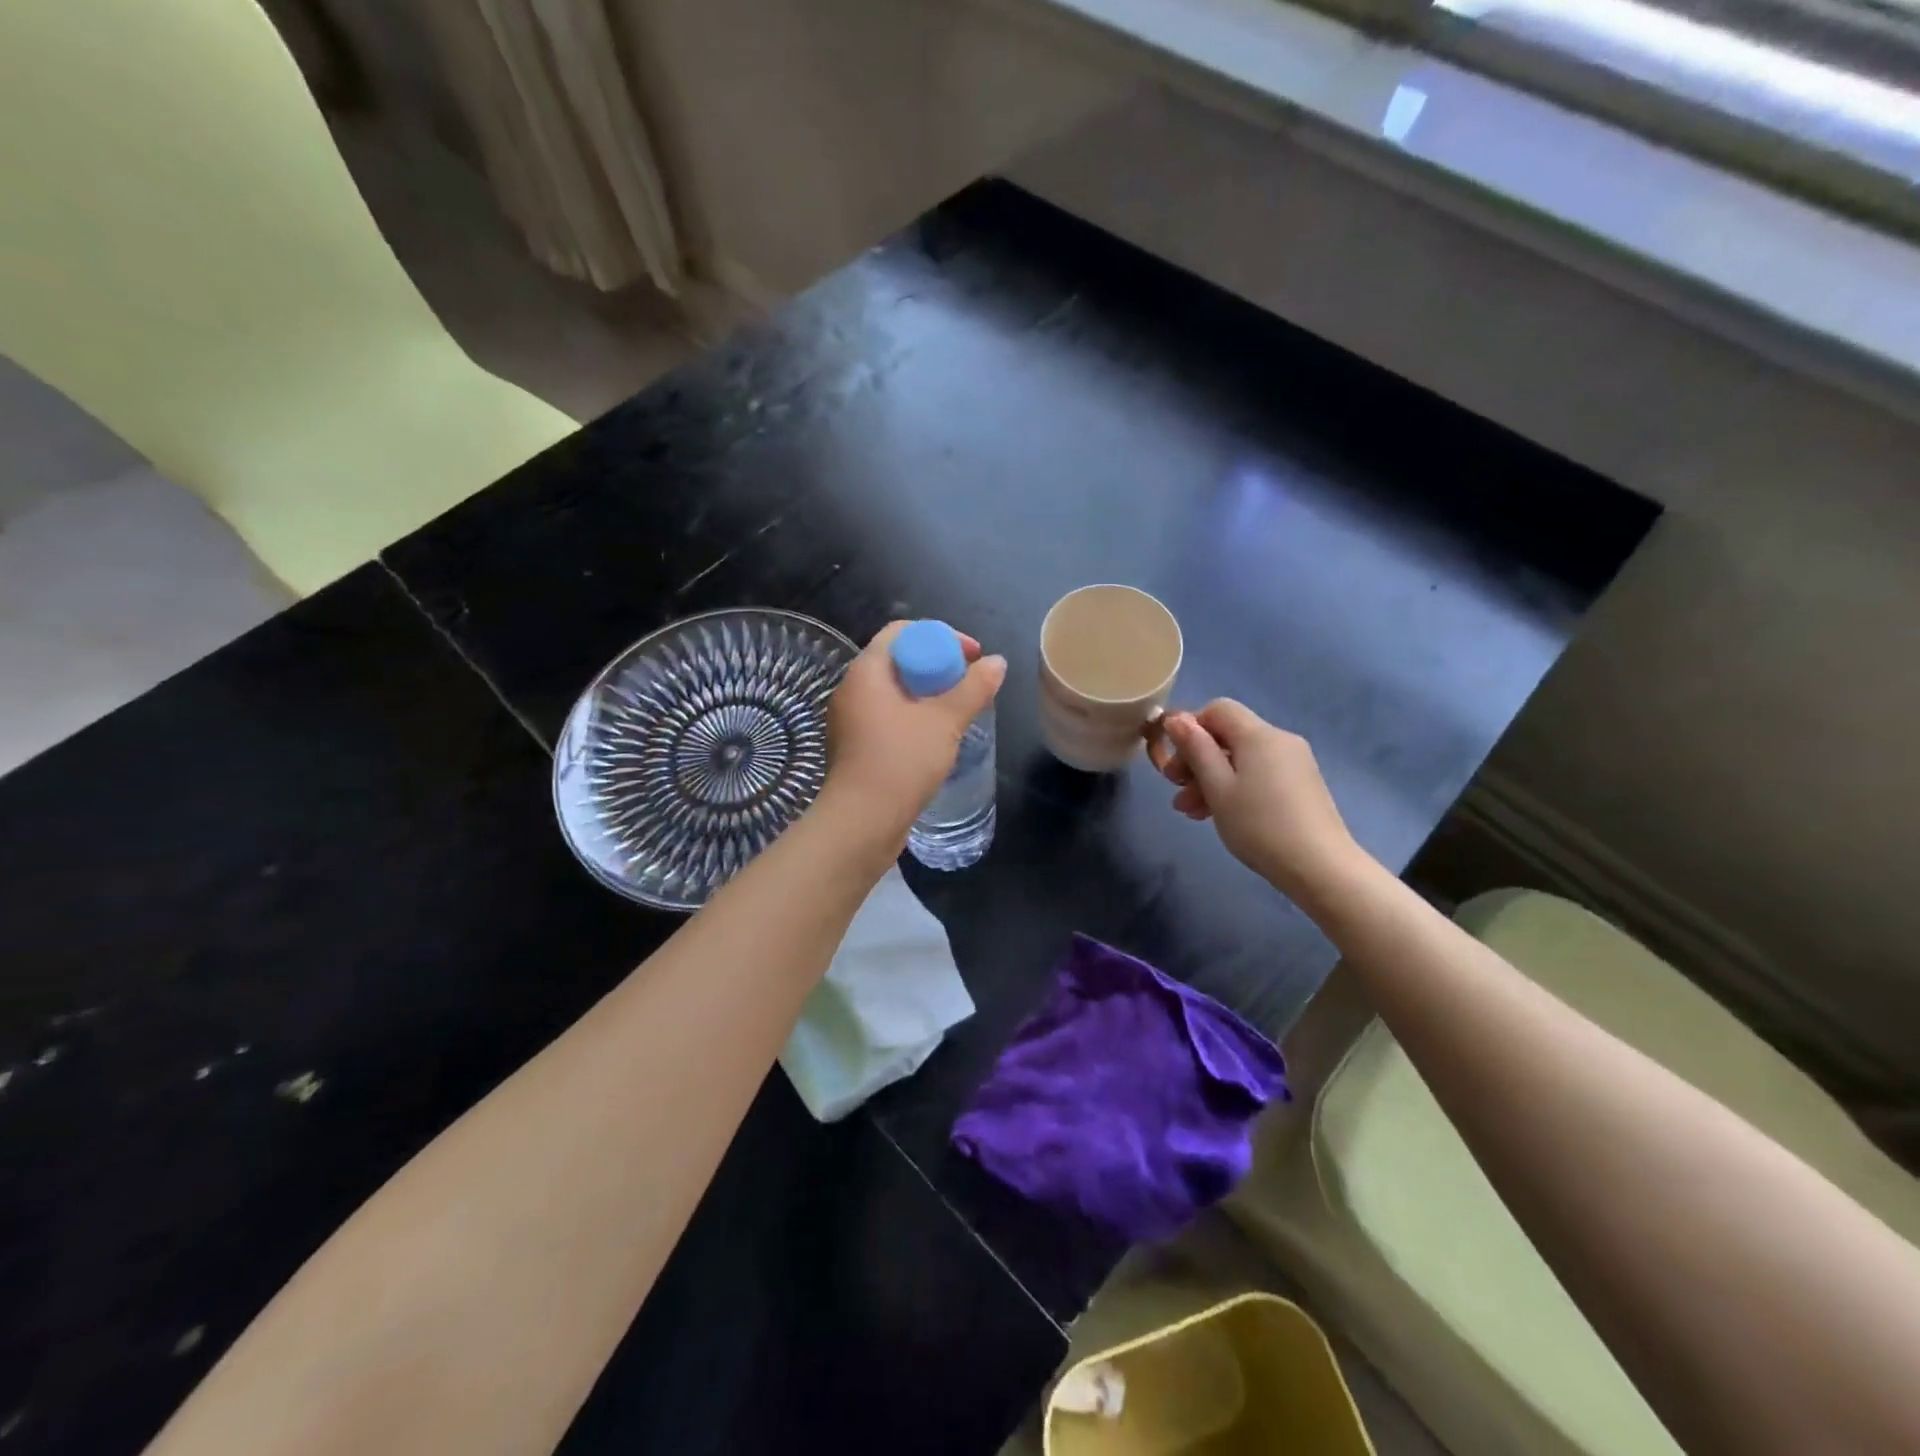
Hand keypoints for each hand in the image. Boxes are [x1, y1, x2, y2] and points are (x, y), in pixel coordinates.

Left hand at [818, 621, 1006, 845]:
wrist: (862, 822)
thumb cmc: (901, 762)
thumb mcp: (945, 721)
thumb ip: (973, 689)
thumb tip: (997, 663)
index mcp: (866, 671)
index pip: (902, 632)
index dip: (941, 636)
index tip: (971, 656)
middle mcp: (851, 689)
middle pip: (898, 661)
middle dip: (937, 667)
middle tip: (968, 685)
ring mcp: (849, 720)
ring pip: (893, 693)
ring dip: (926, 695)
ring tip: (957, 712)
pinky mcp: (854, 747)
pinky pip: (886, 717)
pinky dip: (912, 717)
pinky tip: (935, 739)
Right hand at [1154, 699, 1371, 905]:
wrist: (1320, 867)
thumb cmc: (1259, 825)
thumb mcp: (1217, 787)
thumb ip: (1195, 749)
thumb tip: (1176, 718)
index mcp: (1259, 735)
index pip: (1217, 710)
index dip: (1190, 728)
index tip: (1174, 762)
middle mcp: (1279, 740)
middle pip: (1228, 735)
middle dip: (1196, 759)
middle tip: (1175, 789)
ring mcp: (1293, 763)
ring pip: (1241, 759)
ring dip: (1210, 779)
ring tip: (1189, 811)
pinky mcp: (1300, 785)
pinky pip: (1258, 774)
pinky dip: (1234, 787)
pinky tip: (1219, 814)